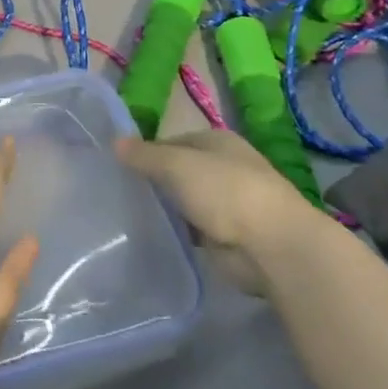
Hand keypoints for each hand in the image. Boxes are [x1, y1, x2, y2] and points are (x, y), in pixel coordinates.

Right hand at [118, 129, 319, 293]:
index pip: (172, 141)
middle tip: (118, 191)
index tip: (119, 166)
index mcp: (217, 141)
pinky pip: (193, 229)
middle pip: (179, 171)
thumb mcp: (176, 165)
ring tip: (128, 214)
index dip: (146, 151)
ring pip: (185, 201)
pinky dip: (178, 232)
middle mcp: (224, 168)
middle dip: (154, 180)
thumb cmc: (225, 191)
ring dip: (166, 208)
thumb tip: (114, 141)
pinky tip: (153, 235)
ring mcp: (228, 204)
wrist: (273, 246)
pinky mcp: (227, 236)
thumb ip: (144, 155)